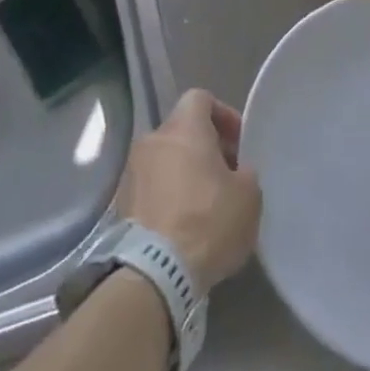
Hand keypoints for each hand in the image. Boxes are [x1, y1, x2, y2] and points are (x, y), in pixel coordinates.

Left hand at [117, 89, 261, 291]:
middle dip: (204, 148)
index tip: (238, 143)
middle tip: (225, 176)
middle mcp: (153, 138)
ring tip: (203, 204)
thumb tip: (236, 172)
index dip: (222, 115)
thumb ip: (246, 172)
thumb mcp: (248, 197)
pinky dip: (166, 195)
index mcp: (184, 127)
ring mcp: (132, 169)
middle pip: (182, 130)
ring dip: (183, 172)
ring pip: (164, 158)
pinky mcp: (120, 201)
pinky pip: (150, 186)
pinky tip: (181, 224)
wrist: (154, 272)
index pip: (200, 98)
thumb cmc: (207, 222)